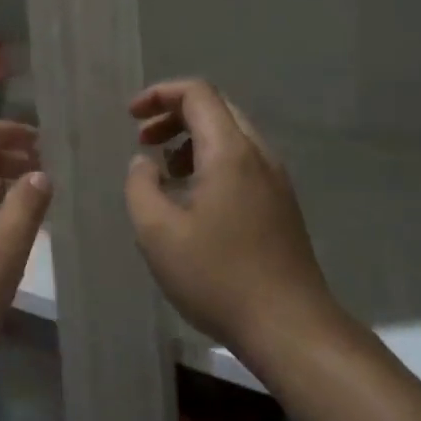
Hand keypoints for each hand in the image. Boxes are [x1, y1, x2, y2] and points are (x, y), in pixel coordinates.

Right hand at [124, 79, 338, 355]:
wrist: (290, 327)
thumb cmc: (217, 276)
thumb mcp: (157, 232)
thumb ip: (141, 186)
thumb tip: (145, 163)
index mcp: (230, 153)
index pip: (198, 94)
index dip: (160, 94)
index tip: (131, 116)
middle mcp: (259, 156)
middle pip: (217, 109)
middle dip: (174, 115)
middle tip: (144, 140)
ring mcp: (276, 181)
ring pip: (232, 136)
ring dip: (192, 140)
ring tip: (163, 171)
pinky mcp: (281, 206)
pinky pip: (243, 163)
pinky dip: (211, 161)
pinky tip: (192, 198)